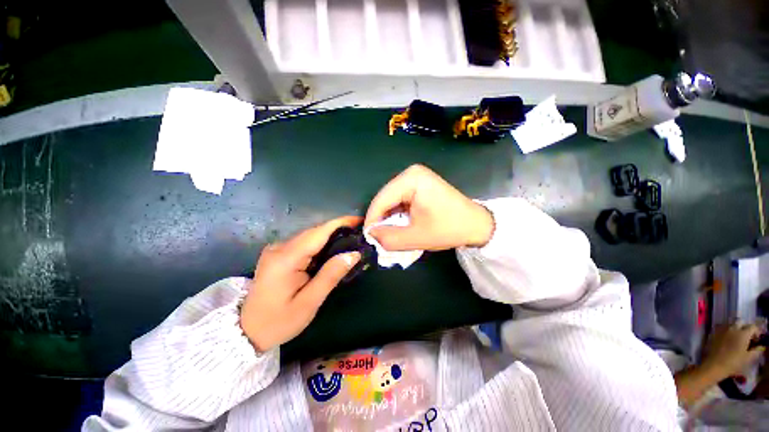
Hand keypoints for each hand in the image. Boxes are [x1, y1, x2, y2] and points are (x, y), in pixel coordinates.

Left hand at [240, 216, 361, 351]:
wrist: (247, 331)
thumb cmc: (279, 321)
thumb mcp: (309, 303)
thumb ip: (331, 275)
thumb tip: (354, 254)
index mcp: (285, 259)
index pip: (318, 232)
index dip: (341, 223)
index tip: (360, 220)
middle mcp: (279, 248)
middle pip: (314, 232)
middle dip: (338, 229)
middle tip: (360, 234)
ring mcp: (277, 249)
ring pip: (310, 236)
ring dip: (331, 236)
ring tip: (351, 241)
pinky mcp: (278, 254)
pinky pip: (304, 243)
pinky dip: (320, 244)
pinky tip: (332, 250)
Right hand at [364, 164, 493, 250]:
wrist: (476, 224)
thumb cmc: (449, 228)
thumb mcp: (416, 237)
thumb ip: (388, 238)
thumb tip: (371, 234)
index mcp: (411, 179)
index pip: (381, 199)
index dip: (372, 219)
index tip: (367, 237)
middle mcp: (411, 173)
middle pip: (386, 198)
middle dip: (381, 218)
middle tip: (379, 237)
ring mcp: (416, 177)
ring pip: (392, 199)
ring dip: (390, 217)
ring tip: (391, 233)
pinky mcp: (420, 184)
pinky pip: (401, 199)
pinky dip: (398, 213)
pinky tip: (401, 224)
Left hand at [701, 323, 765, 379]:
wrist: (714, 365)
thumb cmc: (733, 363)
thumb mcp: (748, 358)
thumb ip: (757, 351)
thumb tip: (762, 347)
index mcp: (743, 333)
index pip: (753, 327)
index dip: (757, 332)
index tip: (757, 339)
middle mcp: (733, 328)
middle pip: (741, 322)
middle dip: (746, 327)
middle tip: (748, 337)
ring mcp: (723, 330)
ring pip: (732, 324)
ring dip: (737, 328)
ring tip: (739, 338)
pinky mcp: (715, 333)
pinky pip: (723, 327)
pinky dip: (728, 331)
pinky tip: (729, 339)